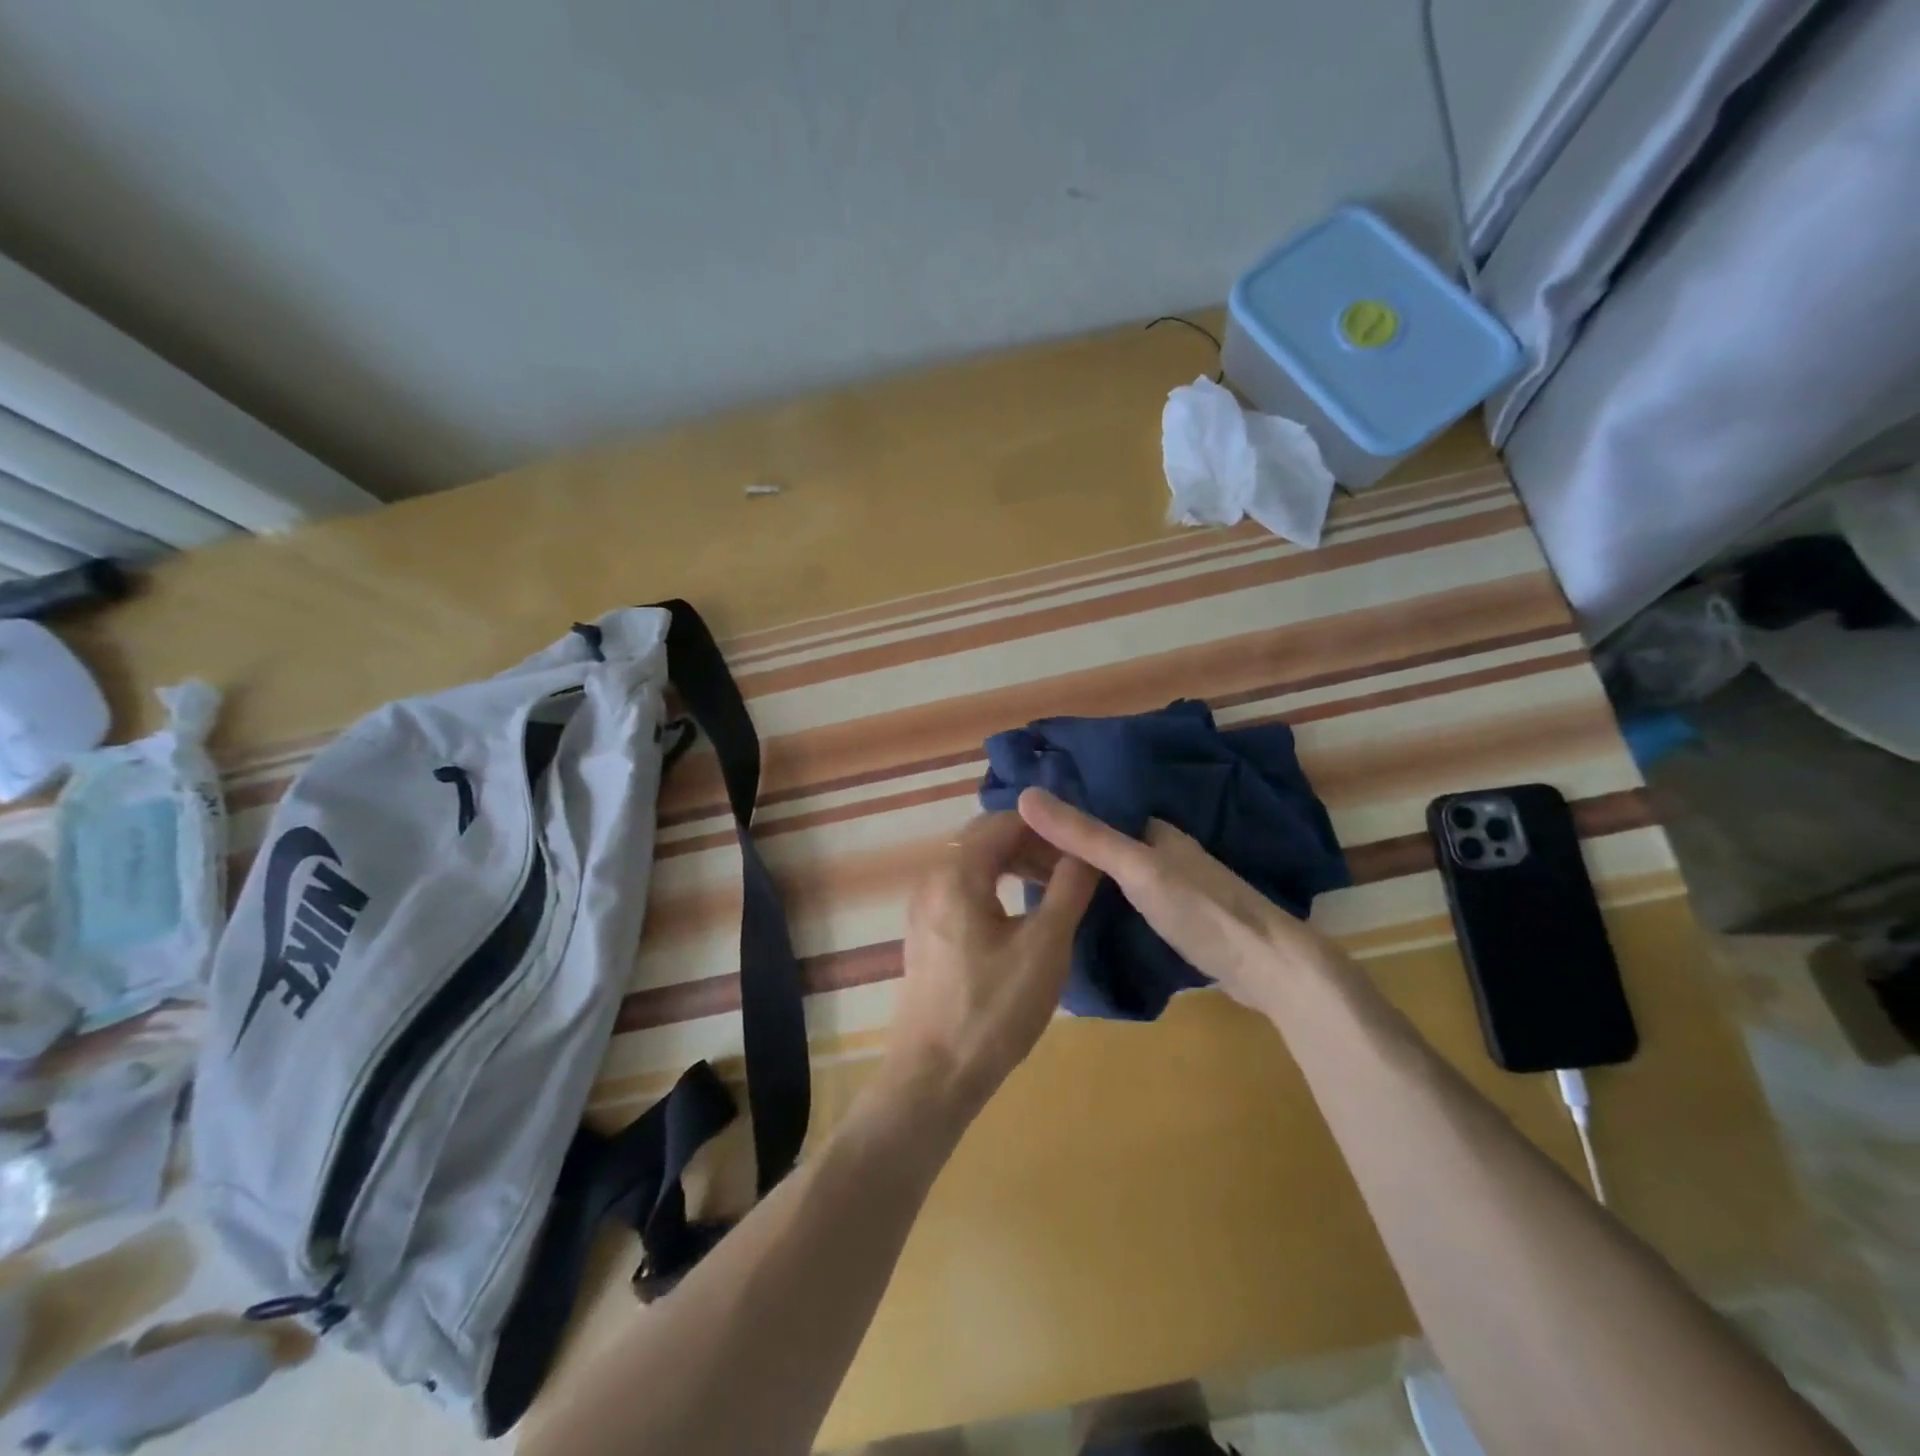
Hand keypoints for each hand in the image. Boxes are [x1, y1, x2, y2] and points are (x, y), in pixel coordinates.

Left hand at [882, 812, 1099, 1120]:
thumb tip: (1088, 849)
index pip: (1005, 821)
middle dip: (1032, 842)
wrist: (934, 1075)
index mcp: (957, 873)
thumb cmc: (994, 1009)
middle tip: (1073, 865)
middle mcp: (933, 878)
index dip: (1048, 826)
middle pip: (985, 838)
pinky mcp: (926, 931)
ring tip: (1054, 886)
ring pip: (974, 863)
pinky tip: (1022, 912)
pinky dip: (995, 885)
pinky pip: (963, 888)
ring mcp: (924, 906)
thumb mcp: (1045, 947)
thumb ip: (1068, 888)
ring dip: (1014, 864)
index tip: (1084, 841)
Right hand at [1016, 787, 1336, 1016]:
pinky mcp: (1178, 917)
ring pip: (1112, 873)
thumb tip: (1025, 795)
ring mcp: (1172, 885)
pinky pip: (1124, 899)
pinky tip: (1077, 915)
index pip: (1092, 813)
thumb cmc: (1200, 910)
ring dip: (1078, 876)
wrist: (1268, 967)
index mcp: (1153, 829)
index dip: (1053, 820)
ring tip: (1030, 890)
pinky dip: (1098, 900)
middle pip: (1100, 843)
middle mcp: (1161, 850)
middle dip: (1061, 850)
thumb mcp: (1135, 869)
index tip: (1008, 832)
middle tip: (1009, 867)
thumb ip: (1084, 835)